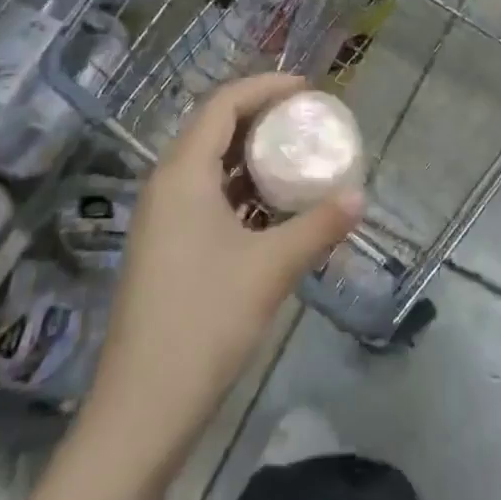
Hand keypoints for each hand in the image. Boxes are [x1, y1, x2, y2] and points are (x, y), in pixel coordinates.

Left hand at [89, 74, 362, 443]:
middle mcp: (166, 185)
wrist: (141, 412)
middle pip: (213, 127)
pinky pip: (206, 196)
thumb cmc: (204, 323)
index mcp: (182, 174)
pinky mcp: (165, 248)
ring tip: (296, 154)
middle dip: (260, 115)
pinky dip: (240, 187)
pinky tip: (272, 206)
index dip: (265, 87)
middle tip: (306, 117)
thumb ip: (318, 226)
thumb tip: (360, 198)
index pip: (223, 104)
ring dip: (251, 153)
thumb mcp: (271, 268)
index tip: (308, 89)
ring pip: (209, 164)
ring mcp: (162, 219)